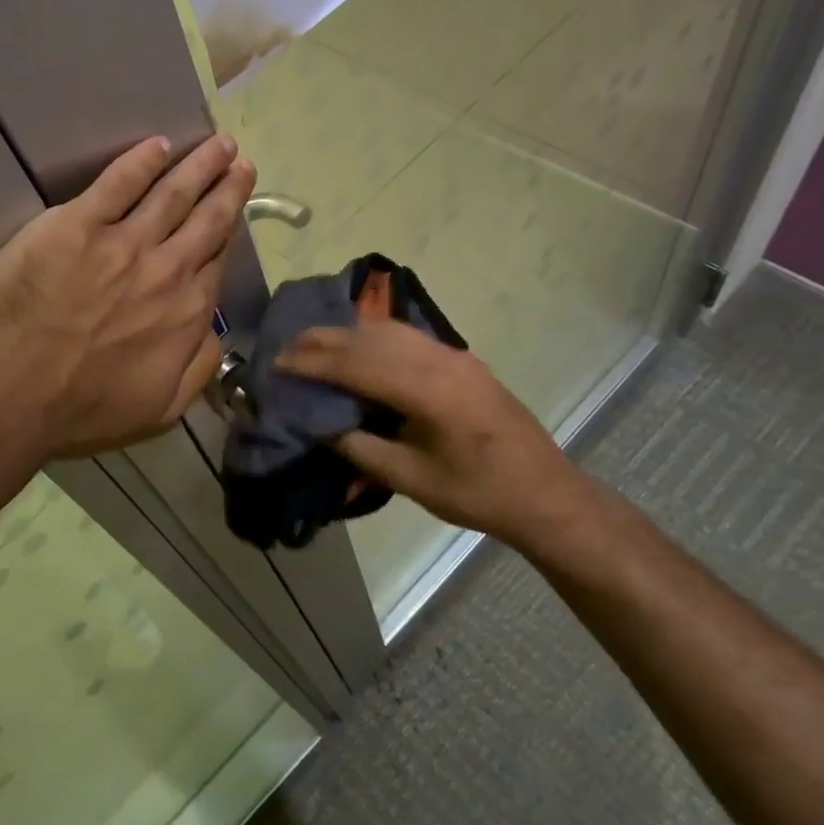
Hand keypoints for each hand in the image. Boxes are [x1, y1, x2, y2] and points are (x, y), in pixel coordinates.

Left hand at [0, 135, 255, 461]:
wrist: (6, 397)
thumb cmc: (80, 412)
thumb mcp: (159, 411)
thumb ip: (198, 368)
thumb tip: (216, 332)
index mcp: (186, 313)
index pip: (216, 260)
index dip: (229, 231)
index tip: (236, 208)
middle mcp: (165, 270)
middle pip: (206, 219)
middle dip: (228, 186)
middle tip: (240, 160)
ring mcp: (121, 243)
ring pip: (172, 192)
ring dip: (199, 164)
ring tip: (218, 143)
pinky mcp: (76, 225)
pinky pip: (117, 183)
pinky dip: (141, 161)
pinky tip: (156, 145)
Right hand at [274, 321, 593, 547]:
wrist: (546, 494)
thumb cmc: (478, 493)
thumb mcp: (412, 479)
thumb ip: (361, 448)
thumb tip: (320, 426)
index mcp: (427, 390)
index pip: (355, 364)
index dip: (311, 362)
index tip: (276, 364)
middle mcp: (439, 360)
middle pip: (368, 338)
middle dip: (322, 340)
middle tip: (285, 348)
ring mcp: (454, 356)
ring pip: (388, 330)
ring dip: (347, 335)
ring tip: (313, 345)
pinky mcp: (462, 360)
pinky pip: (407, 337)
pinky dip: (373, 337)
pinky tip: (358, 349)